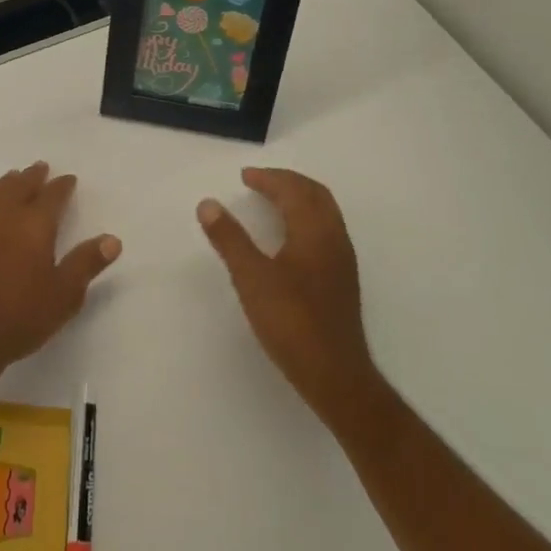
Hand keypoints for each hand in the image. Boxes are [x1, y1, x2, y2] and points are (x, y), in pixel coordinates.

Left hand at [0, 162, 120, 381]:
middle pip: (20, 187)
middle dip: (33, 177)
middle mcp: (5, 217)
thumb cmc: (21, 316)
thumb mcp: (64, 295)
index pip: (53, 197)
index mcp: (35, 226)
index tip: (69, 179)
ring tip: (13, 176)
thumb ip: (87, 263)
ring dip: (5, 183)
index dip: (62, 186)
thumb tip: (112, 239)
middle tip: (40, 167)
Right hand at [197, 168, 377, 428]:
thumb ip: (229, 239)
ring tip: (271, 202)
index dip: (269, 179)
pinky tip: (288, 236)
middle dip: (287, 182)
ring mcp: (342, 260)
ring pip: (324, 212)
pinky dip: (305, 217)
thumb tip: (208, 204)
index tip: (245, 176)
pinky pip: (326, 229)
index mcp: (315, 231)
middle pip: (315, 194)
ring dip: (298, 198)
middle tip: (258, 181)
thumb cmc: (291, 321)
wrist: (335, 375)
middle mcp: (334, 238)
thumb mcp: (251, 278)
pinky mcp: (342, 279)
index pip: (294, 190)